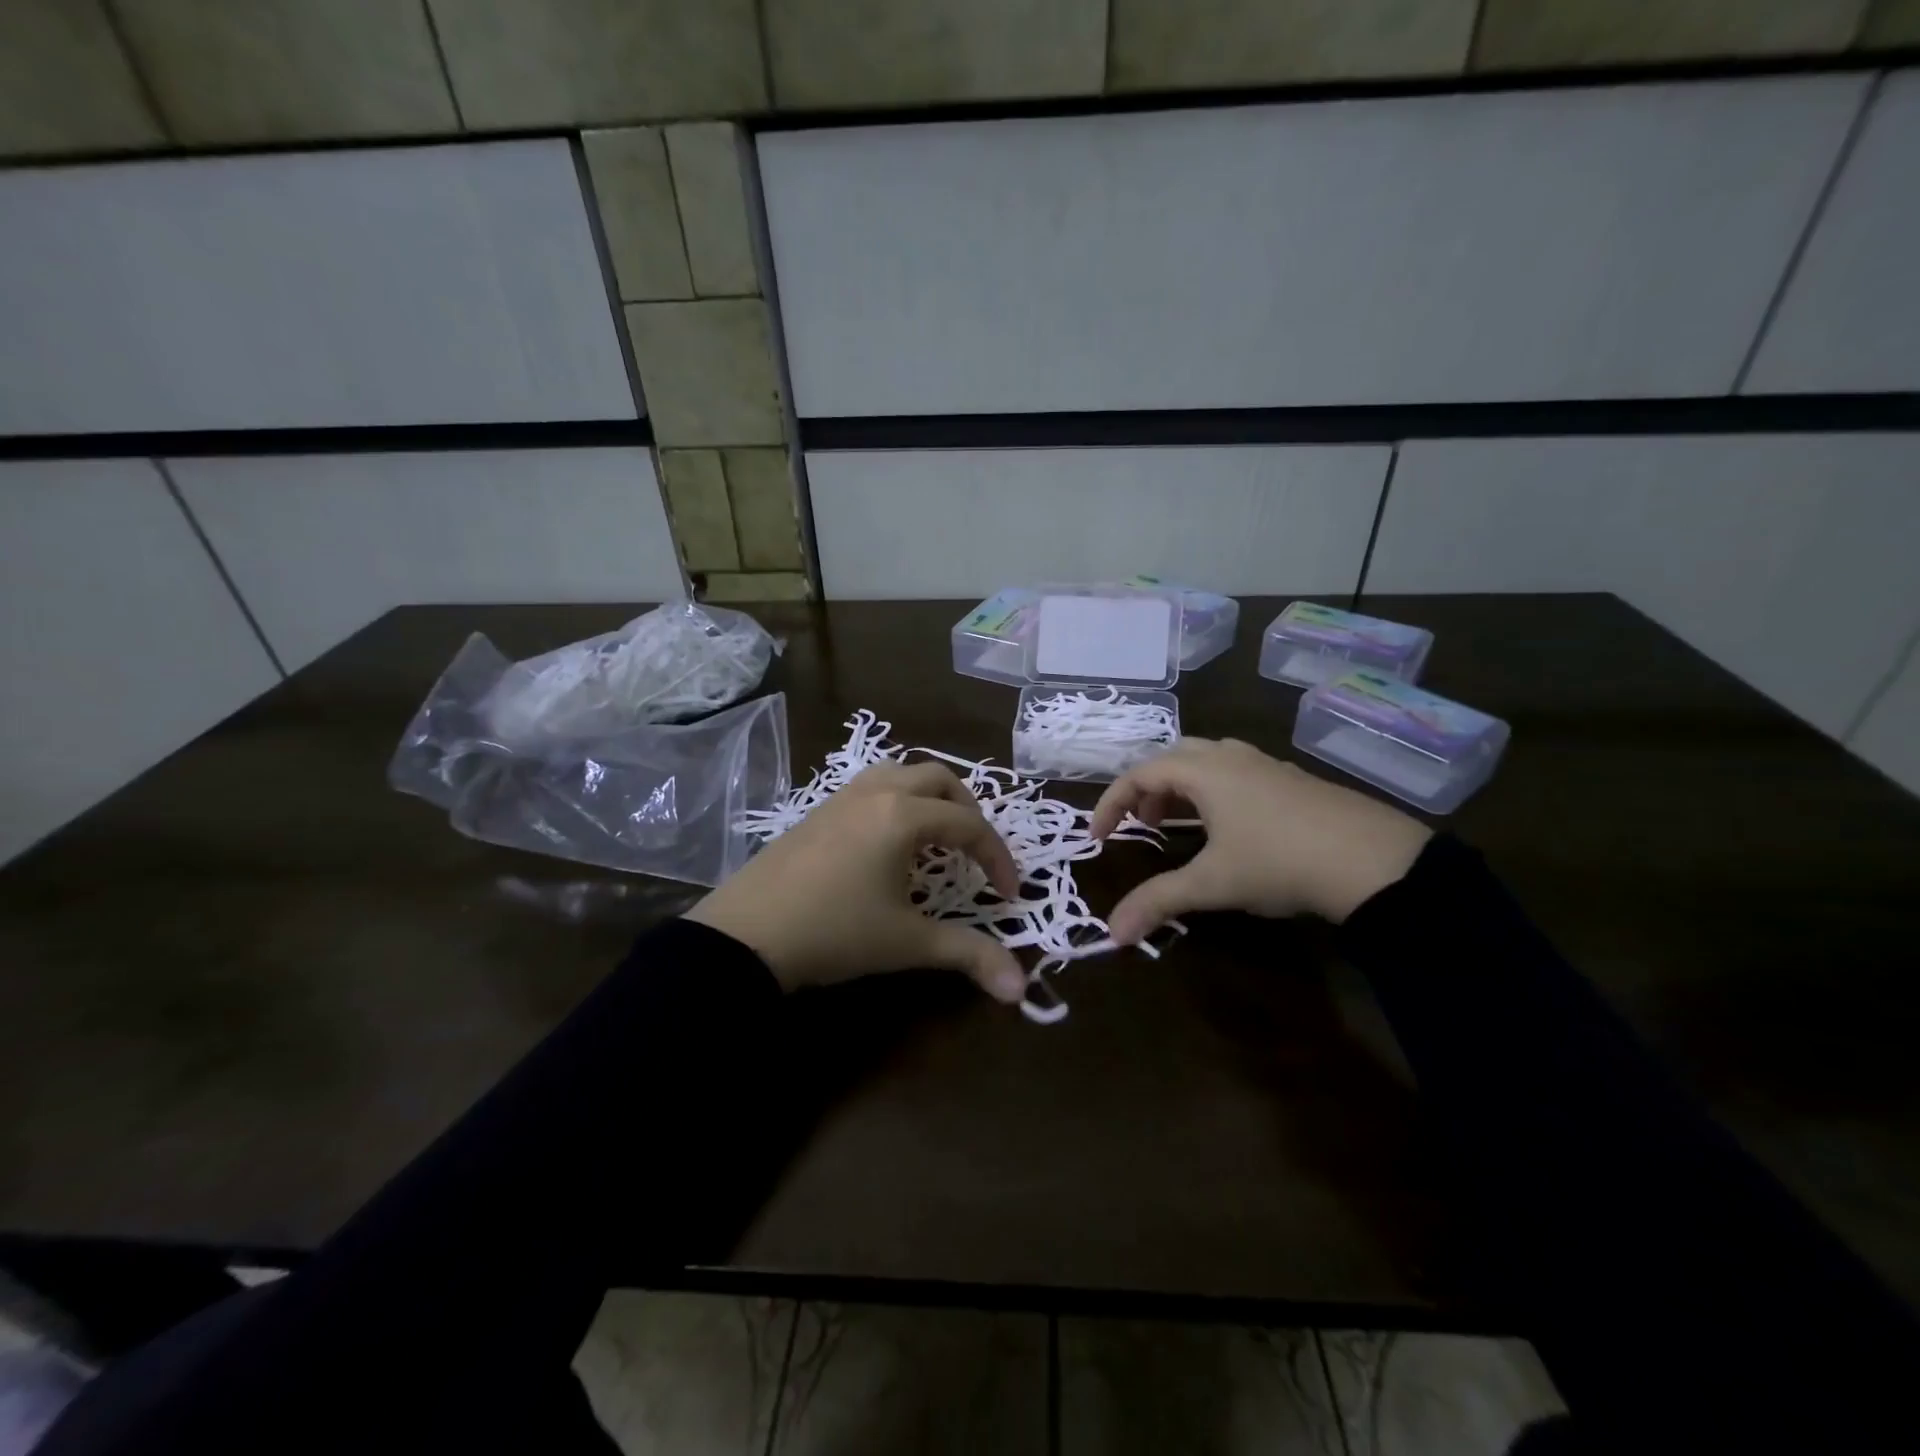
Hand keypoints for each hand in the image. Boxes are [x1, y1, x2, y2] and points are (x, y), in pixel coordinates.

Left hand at [685, 762, 1026, 1001]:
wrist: (745, 935)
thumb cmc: (835, 933)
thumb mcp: (907, 943)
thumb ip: (969, 956)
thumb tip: (1021, 990)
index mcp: (904, 815)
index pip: (969, 825)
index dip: (997, 858)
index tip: (1009, 895)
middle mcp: (877, 792)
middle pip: (940, 779)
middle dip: (968, 811)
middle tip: (974, 853)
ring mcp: (842, 796)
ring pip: (901, 773)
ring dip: (930, 797)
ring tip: (936, 838)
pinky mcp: (818, 809)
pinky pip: (871, 786)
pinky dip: (896, 801)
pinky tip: (888, 843)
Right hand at [1089, 738, 1431, 940]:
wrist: (1373, 860)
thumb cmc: (1278, 862)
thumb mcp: (1212, 884)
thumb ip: (1158, 902)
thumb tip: (1112, 935)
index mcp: (1204, 771)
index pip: (1139, 774)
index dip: (1111, 803)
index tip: (1098, 836)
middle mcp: (1231, 757)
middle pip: (1172, 757)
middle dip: (1148, 789)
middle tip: (1143, 825)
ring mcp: (1266, 765)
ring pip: (1208, 760)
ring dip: (1182, 787)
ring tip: (1181, 824)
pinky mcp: (1293, 779)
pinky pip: (1237, 771)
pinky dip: (1215, 790)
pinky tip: (1231, 826)